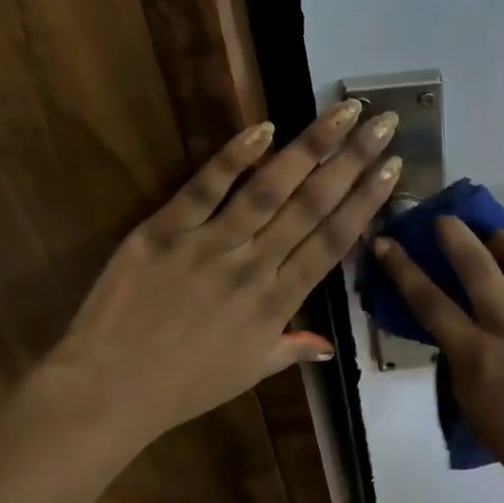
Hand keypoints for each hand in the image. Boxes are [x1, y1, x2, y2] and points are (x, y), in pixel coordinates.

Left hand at [43, 100, 401, 447]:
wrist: (109, 390)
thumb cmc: (185, 387)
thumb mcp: (249, 373)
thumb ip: (291, 350)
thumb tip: (327, 345)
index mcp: (278, 302)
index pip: (332, 242)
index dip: (366, 201)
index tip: (393, 168)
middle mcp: (254, 266)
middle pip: (312, 205)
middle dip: (352, 161)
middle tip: (382, 123)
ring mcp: (208, 244)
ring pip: (269, 189)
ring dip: (309, 147)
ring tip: (342, 113)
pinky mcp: (163, 230)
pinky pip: (203, 188)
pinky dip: (233, 157)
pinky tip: (265, 128)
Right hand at [372, 219, 503, 486]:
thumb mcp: (466, 396)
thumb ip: (457, 352)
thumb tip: (451, 317)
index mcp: (477, 357)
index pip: (431, 302)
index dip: (403, 268)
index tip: (386, 243)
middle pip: (479, 264)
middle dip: (455, 234)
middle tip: (443, 220)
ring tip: (493, 241)